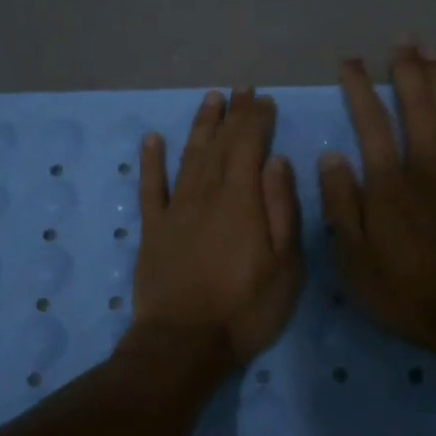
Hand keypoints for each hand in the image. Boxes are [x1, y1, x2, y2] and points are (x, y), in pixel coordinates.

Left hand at [133, 88, 304, 365]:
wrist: (183, 344)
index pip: (250, 146)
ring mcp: (176, 210)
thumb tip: (276, 161)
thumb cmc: (245, 310)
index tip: (265, 100)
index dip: (257, 120)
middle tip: (242, 90)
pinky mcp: (152, 229)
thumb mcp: (286, 266)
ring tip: (211, 99)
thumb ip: (282, 209)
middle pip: (221, 144)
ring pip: (189, 156)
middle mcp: (207, 194)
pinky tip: (152, 139)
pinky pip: (150, 187)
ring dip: (201, 125)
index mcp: (242, 201)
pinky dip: (150, 161)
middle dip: (233, 114)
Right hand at [318, 44, 435, 362]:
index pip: (370, 122)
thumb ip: (341, 205)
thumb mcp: (355, 260)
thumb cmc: (408, 292)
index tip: (349, 61)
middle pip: (416, 107)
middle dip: (407, 70)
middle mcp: (425, 166)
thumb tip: (331, 156)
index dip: (359, 87)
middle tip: (402, 39)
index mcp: (388, 183)